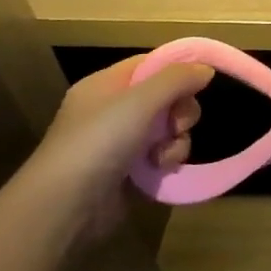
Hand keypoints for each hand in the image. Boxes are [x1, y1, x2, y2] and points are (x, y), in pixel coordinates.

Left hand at [17, 55, 214, 248]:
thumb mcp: (140, 101)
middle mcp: (113, 109)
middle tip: (177, 126)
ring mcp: (120, 141)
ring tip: (162, 157)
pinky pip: (161, 155)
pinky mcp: (129, 171)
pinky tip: (158, 171)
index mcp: (106, 85)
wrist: (65, 206)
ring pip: (169, 129)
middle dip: (180, 112)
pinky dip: (166, 161)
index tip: (201, 82)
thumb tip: (205, 68)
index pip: (151, 64)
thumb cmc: (99, 141)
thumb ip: (176, 79)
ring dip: (176, 141)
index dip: (178, 69)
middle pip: (166, 97)